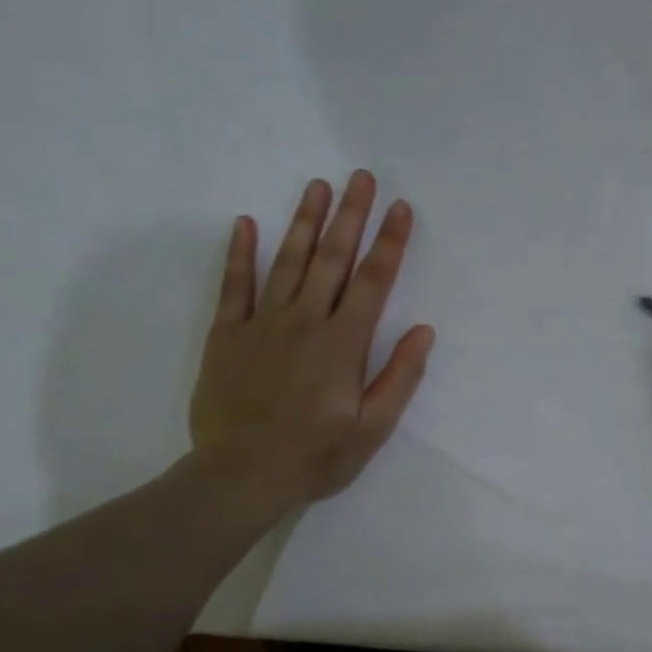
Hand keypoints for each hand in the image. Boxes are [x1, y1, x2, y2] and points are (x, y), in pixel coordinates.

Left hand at [189, 170, 433, 521]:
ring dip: (305, 222)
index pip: (373, 282)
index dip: (390, 243)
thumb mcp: (372, 429)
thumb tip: (424, 332)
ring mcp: (262, 325)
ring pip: (287, 262)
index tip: (401, 208)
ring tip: (318, 186)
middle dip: (351, 216)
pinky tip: (247, 223)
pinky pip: (234, 286)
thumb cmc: (316, 456)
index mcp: (343, 344)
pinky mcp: (228, 336)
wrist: (241, 475)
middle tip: (362, 176)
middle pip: (332, 259)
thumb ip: (399, 378)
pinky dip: (241, 254)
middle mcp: (305, 322)